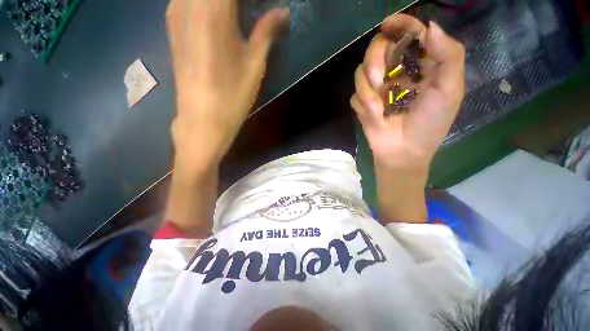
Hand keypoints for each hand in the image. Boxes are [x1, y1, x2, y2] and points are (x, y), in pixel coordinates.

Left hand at [166, 0, 288, 169]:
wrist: (202, 118)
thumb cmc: (232, 94)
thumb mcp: (254, 63)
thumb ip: (267, 30)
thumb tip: (283, 11)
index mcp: (212, 9)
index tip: (263, 7)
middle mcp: (187, 2)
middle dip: (238, 3)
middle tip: (252, 12)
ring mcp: (175, 11)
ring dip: (223, 5)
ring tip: (240, 18)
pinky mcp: (172, 24)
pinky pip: (189, 0)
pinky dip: (209, 5)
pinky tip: (222, 18)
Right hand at [351, 14, 464, 172]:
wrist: (404, 151)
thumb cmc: (430, 123)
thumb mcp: (450, 90)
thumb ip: (448, 55)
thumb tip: (429, 28)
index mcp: (419, 65)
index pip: (407, 35)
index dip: (400, 25)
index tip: (388, 24)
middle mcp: (395, 73)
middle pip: (377, 49)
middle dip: (376, 61)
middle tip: (381, 79)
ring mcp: (376, 89)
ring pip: (360, 72)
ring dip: (367, 89)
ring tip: (378, 106)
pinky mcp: (362, 104)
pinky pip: (355, 96)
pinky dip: (363, 105)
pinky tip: (375, 116)